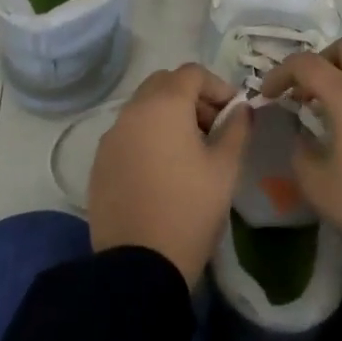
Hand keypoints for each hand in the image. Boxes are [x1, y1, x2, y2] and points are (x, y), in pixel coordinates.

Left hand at [88, 62, 250, 287]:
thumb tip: (241, 109)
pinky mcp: (99, 162)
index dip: (218, 86)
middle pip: (164, 84)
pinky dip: (147, 136)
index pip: (193, 73)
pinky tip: (162, 169)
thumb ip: (237, 129)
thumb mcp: (225, 168)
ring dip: (168, 115)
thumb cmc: (190, 210)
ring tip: (190, 150)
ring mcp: (111, 136)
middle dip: (191, 96)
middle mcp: (132, 111)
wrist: (138, 267)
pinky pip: (127, 133)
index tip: (234, 112)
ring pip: (143, 107)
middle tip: (212, 126)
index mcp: (164, 104)